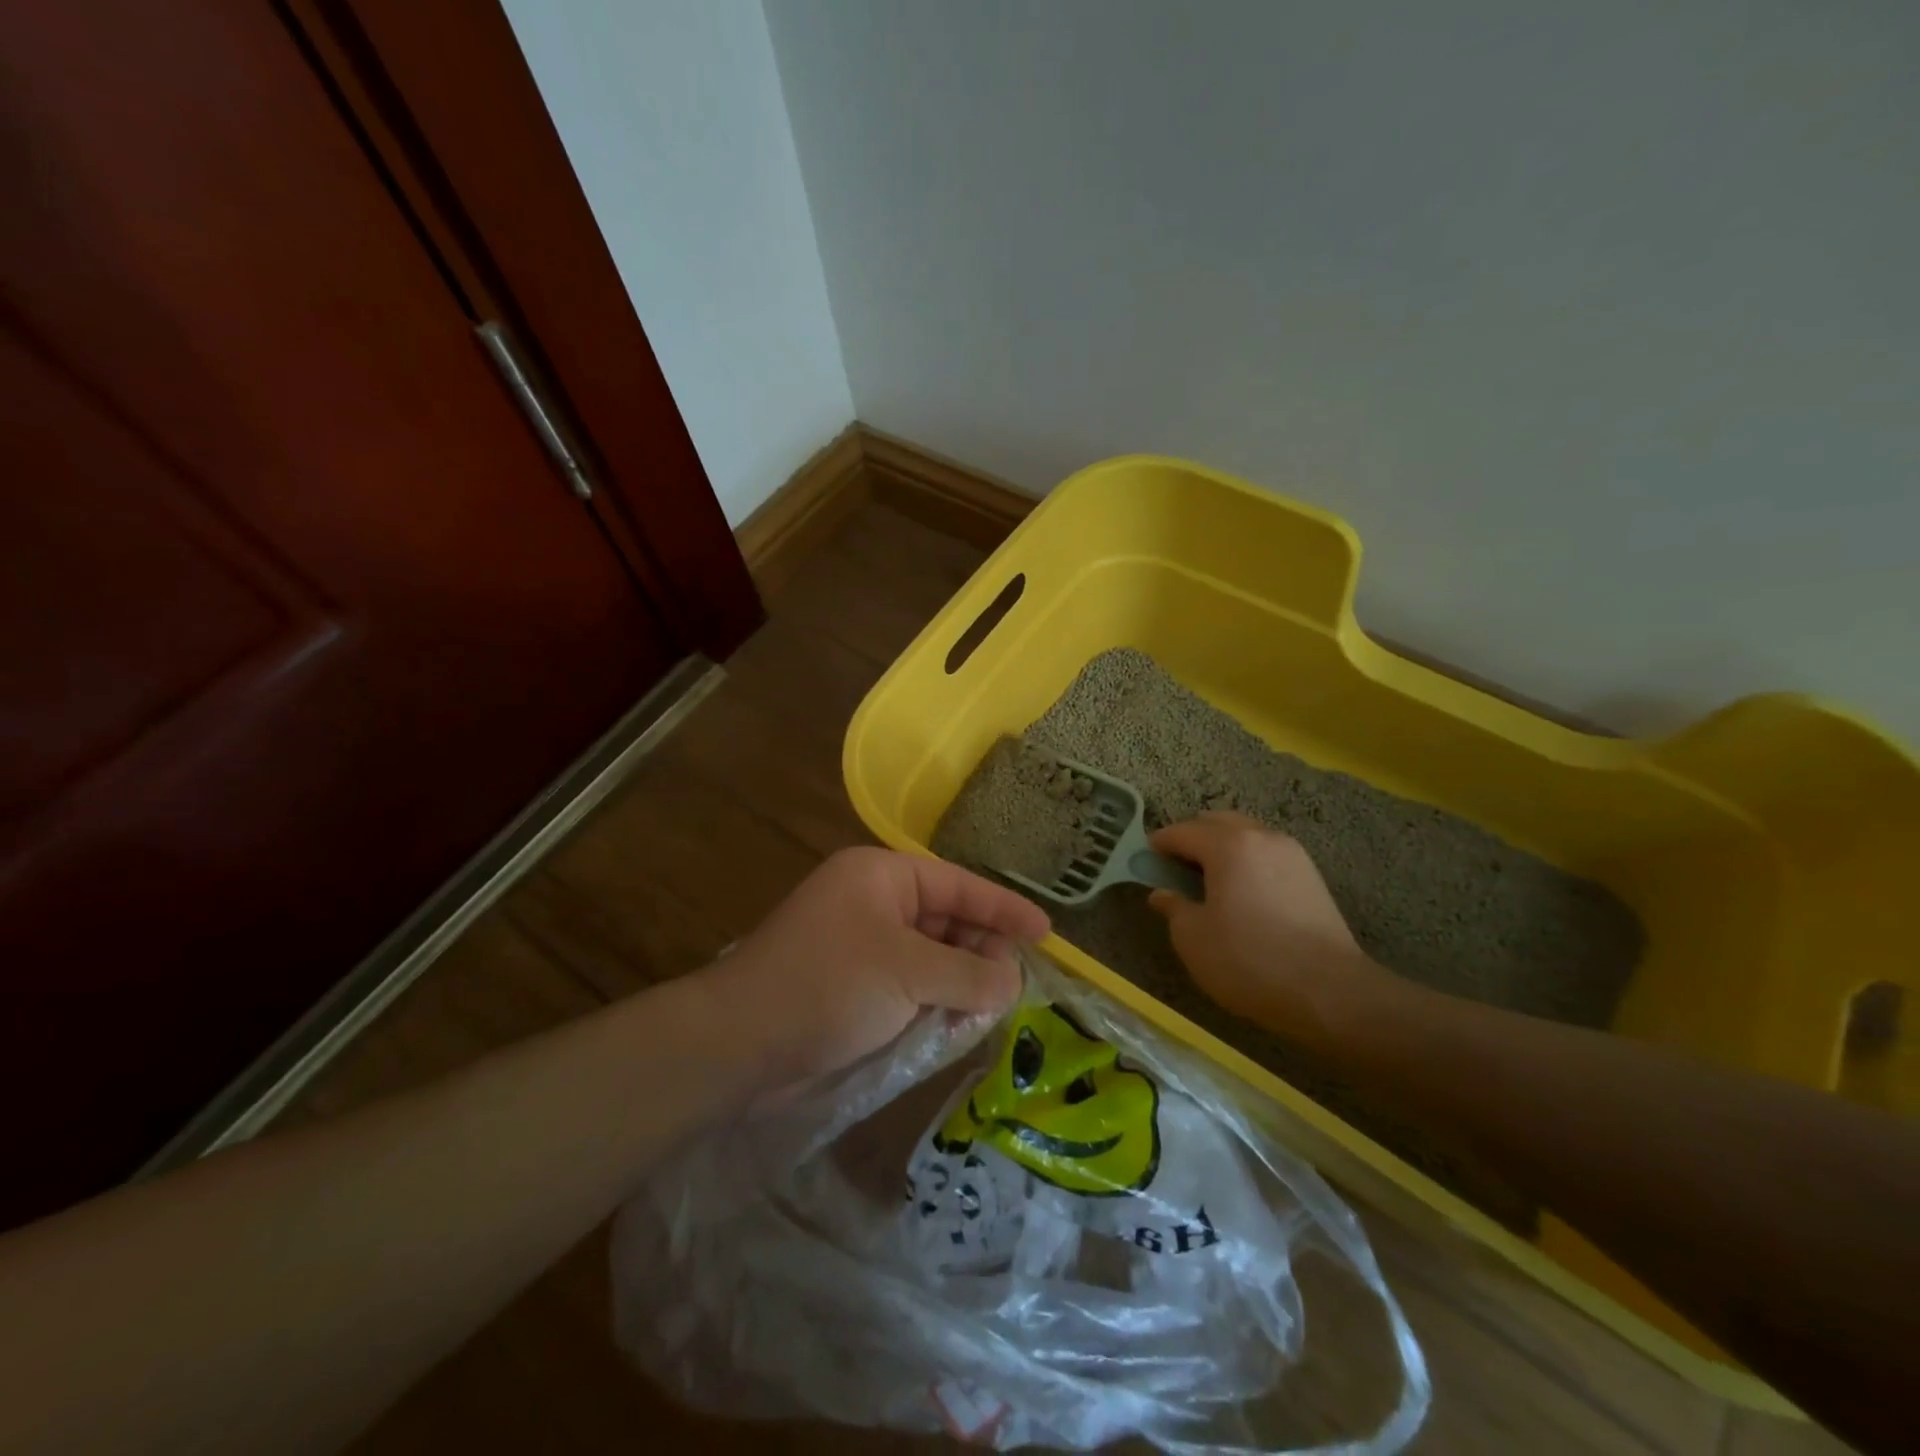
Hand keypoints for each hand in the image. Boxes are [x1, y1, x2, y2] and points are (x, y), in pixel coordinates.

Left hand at [703, 847, 1049, 1091]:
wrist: (739, 1043)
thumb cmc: (829, 985)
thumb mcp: (909, 973)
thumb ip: (970, 974)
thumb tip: (1013, 981)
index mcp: (881, 877)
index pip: (958, 885)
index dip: (1004, 908)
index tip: (1045, 931)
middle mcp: (872, 903)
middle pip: (946, 922)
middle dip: (981, 953)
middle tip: (1014, 987)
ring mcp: (860, 946)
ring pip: (929, 959)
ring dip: (959, 984)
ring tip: (989, 1012)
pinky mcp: (852, 987)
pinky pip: (908, 988)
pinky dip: (932, 1005)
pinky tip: (954, 1028)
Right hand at [1147, 812, 1391, 1045]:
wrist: (1330, 993)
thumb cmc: (1249, 961)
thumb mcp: (1193, 939)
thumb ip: (1173, 908)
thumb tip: (1163, 894)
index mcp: (1229, 845)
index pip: (1183, 831)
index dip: (1159, 843)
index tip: (1143, 860)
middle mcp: (1262, 837)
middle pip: (1218, 823)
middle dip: (1192, 838)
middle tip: (1174, 867)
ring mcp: (1293, 855)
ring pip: (1247, 836)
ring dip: (1222, 848)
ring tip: (1208, 881)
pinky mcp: (1312, 877)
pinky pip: (1267, 855)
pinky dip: (1247, 862)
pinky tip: (1241, 893)